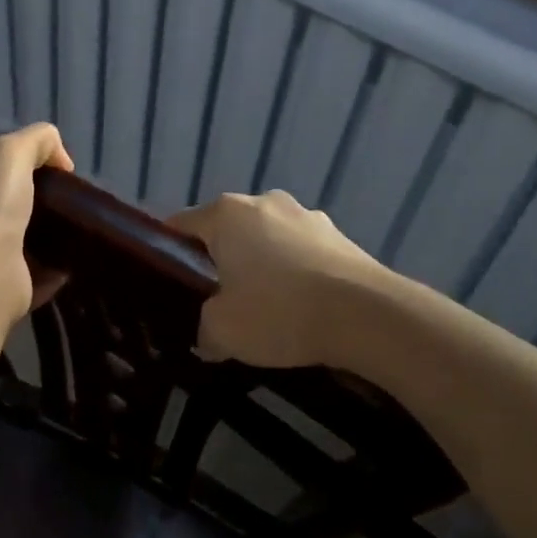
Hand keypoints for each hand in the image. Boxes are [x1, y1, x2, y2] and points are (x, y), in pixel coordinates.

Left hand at [0, 124, 73, 320]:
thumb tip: (62, 159)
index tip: (57, 174)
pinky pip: (39, 281)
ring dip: (50, 242)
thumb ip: (36, 141)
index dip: (22, 172)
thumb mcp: (10, 152)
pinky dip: (57, 274)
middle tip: (75, 204)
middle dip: (39, 209)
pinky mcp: (10, 295)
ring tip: (83, 232)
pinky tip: (78, 264)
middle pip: (11, 214)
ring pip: (26, 249)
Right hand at [169, 192, 382, 368]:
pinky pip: (301, 253)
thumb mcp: (222, 332)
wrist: (367, 315)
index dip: (169, 254)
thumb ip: (204, 329)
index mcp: (227, 214)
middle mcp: (264, 202)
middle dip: (220, 261)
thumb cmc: (279, 312)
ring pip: (267, 240)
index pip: (181, 226)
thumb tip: (208, 335)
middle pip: (227, 231)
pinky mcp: (339, 235)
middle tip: (217, 301)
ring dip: (261, 265)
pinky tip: (302, 307)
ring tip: (266, 308)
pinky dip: (296, 273)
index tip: (169, 284)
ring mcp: (306, 215)